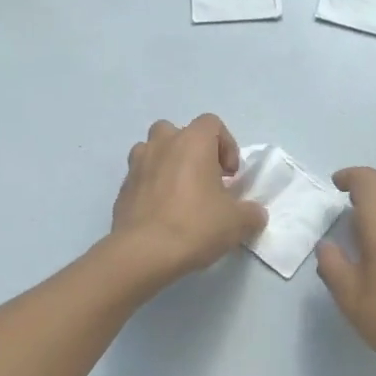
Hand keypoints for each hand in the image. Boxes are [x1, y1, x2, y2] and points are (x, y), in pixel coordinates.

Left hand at [109, 114, 266, 283]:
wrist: (143, 253)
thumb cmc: (195, 226)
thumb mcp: (237, 222)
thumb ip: (251, 212)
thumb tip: (254, 213)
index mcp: (193, 142)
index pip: (212, 123)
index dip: (226, 145)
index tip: (230, 175)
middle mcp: (162, 144)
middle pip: (178, 132)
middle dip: (192, 151)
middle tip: (204, 180)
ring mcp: (137, 165)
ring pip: (153, 151)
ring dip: (168, 164)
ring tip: (180, 194)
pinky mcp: (122, 188)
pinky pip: (141, 177)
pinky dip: (152, 187)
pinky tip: (162, 214)